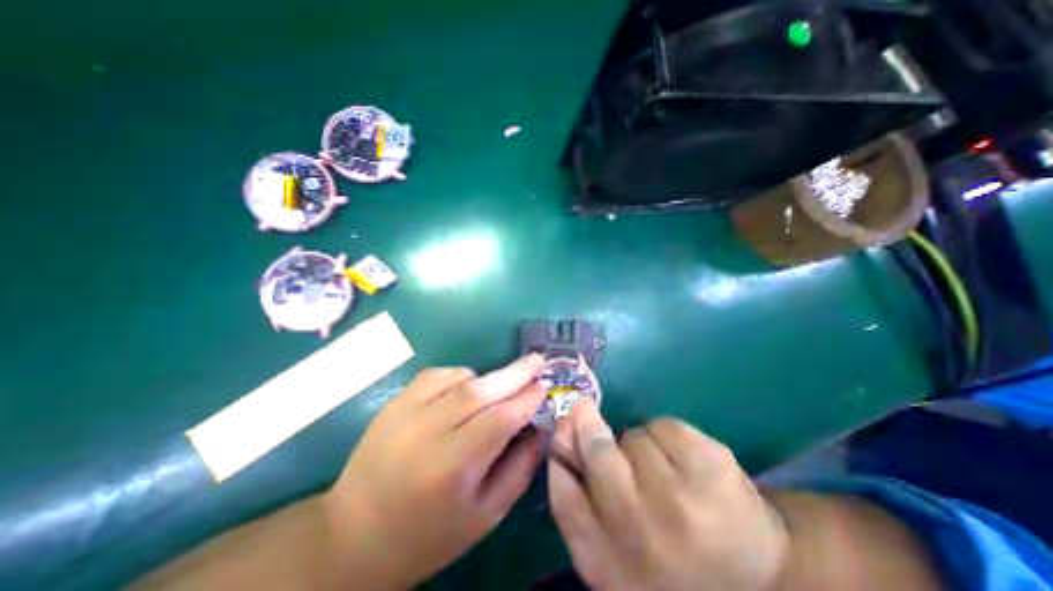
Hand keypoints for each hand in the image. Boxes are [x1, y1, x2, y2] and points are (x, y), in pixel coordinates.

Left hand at [326, 353, 547, 589]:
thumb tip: (540, 428)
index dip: (526, 400)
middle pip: (481, 391)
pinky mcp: (394, 403)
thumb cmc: (429, 535)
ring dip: (487, 379)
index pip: (500, 420)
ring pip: (460, 378)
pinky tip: (464, 390)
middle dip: (515, 372)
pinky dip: (459, 376)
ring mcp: (405, 413)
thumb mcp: (485, 515)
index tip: (544, 385)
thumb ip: (520, 469)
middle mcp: (427, 433)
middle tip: (537, 359)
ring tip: (499, 389)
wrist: (353, 536)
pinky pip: (436, 374)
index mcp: (452, 468)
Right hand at [548, 401, 783, 590]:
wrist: (764, 579)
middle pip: (599, 454)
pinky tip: (684, 463)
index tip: (562, 425)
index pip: (565, 499)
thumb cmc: (677, 561)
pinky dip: (664, 435)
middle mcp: (644, 537)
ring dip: (636, 443)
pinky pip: (663, 426)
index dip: (560, 452)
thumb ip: (585, 503)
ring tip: (658, 470)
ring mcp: (683, 503)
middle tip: (583, 410)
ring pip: (632, 437)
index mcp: (612, 568)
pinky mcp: (713, 469)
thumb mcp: (621, 550)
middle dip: (588, 425)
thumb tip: (564, 435)